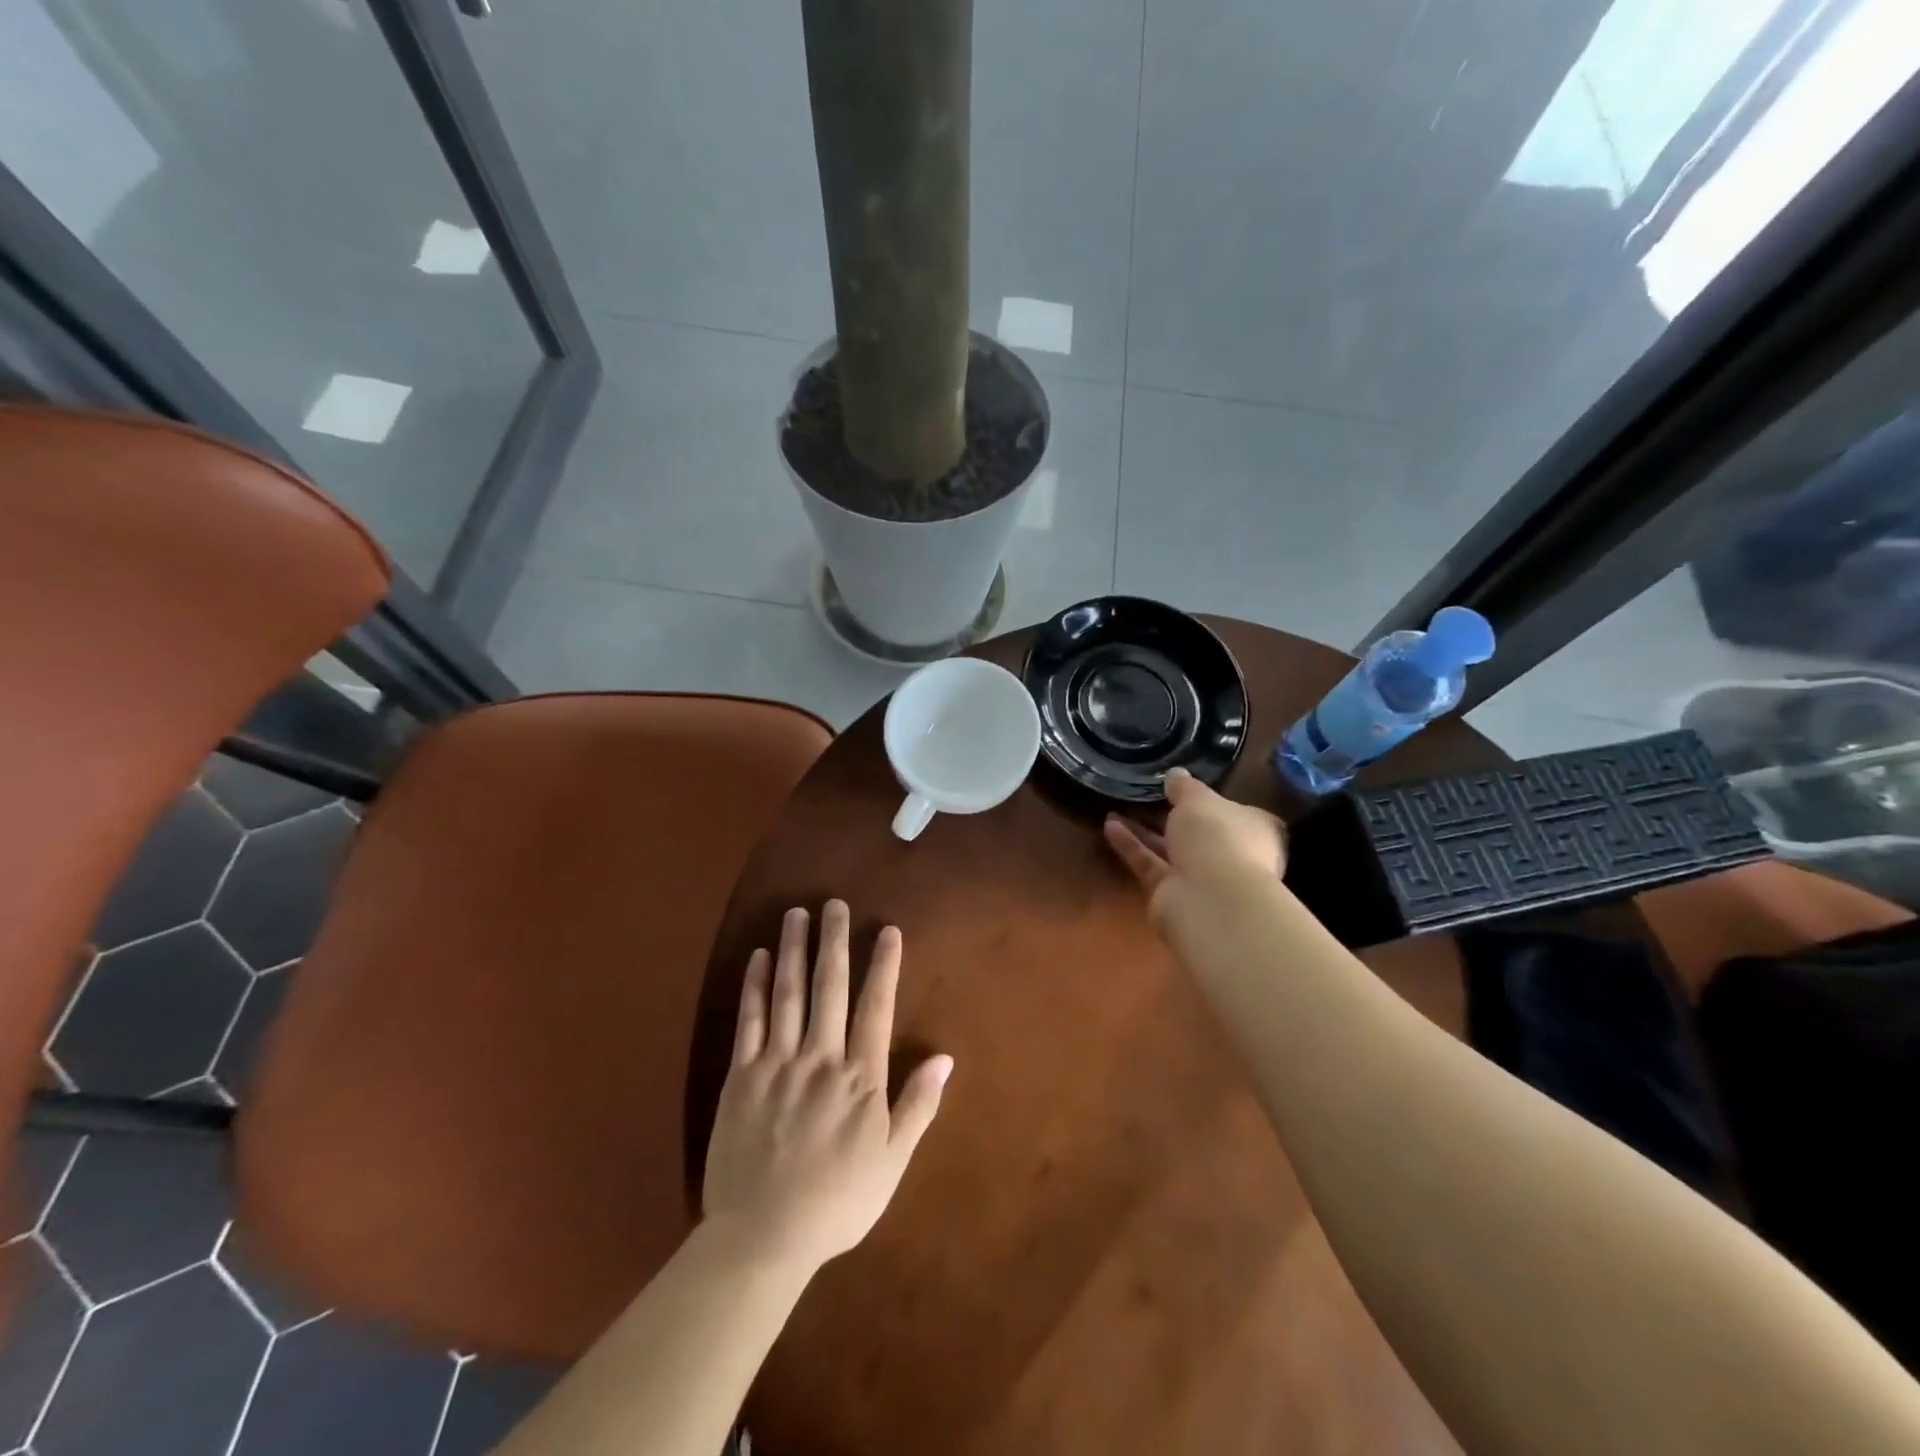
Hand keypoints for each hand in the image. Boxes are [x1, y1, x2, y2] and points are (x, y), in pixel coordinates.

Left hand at [702, 900, 951, 1272]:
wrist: (762, 1239)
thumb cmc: (837, 1203)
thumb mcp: (892, 1163)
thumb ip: (918, 1106)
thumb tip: (944, 1057)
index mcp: (860, 1077)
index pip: (875, 1006)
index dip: (883, 965)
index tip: (887, 930)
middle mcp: (820, 1058)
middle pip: (829, 987)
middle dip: (834, 941)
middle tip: (834, 903)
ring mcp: (777, 1063)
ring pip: (788, 993)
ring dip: (794, 949)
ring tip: (797, 913)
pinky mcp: (740, 1076)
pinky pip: (749, 1020)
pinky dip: (755, 985)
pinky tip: (759, 957)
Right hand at [1102, 768, 1286, 931]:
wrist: (1211, 900)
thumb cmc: (1218, 837)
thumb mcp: (1199, 799)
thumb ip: (1185, 787)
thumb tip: (1176, 774)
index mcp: (1254, 829)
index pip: (1236, 812)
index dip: (1212, 801)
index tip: (1185, 789)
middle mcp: (1232, 854)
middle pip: (1200, 833)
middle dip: (1173, 817)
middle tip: (1146, 797)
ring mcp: (1202, 878)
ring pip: (1170, 849)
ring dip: (1145, 830)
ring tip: (1115, 808)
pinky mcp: (1172, 893)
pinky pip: (1149, 863)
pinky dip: (1131, 846)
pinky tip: (1109, 825)